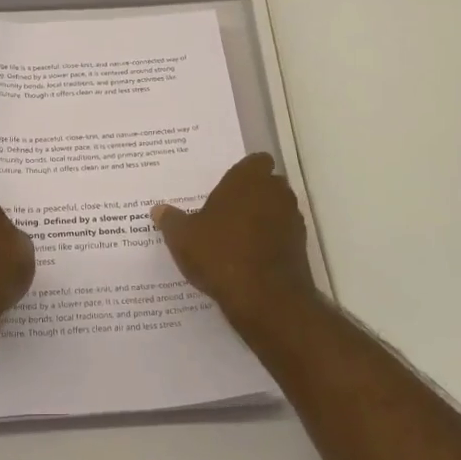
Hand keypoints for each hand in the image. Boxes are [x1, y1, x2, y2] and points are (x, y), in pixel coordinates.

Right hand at [152, 153, 316, 326]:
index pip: (256, 160)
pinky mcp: (301, 247)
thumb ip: (171, 220)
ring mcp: (292, 220)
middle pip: (268, 184)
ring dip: (264, 217)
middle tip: (227, 210)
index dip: (244, 171)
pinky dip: (271, 241)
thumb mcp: (183, 237)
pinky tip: (250, 258)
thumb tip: (158, 210)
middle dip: (252, 194)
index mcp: (247, 179)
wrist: (266, 299)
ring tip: (237, 237)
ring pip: (278, 209)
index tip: (227, 186)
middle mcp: (275, 192)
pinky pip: (283, 235)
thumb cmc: (220, 254)